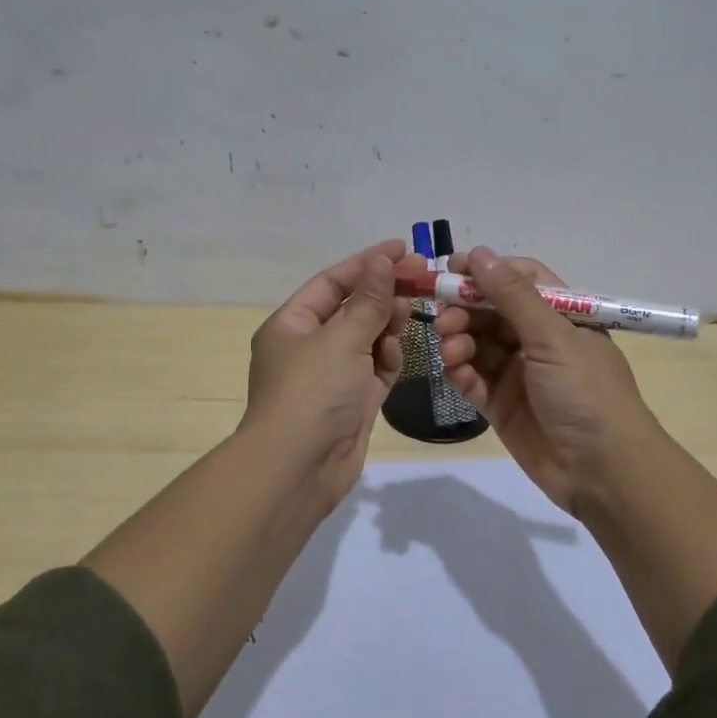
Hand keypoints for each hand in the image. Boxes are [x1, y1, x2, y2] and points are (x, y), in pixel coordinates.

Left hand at [241, 240, 412, 508]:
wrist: (299, 468)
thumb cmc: (313, 393)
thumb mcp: (341, 338)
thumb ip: (368, 301)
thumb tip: (382, 262)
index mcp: (292, 324)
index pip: (333, 282)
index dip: (367, 263)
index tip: (403, 249)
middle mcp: (309, 347)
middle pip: (353, 309)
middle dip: (384, 295)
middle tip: (424, 280)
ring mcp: (331, 376)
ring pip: (367, 339)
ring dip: (388, 327)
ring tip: (409, 316)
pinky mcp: (352, 402)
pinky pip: (375, 370)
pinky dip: (388, 360)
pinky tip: (400, 353)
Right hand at [434, 247, 658, 514]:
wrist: (603, 471)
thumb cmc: (586, 393)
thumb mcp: (553, 338)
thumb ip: (513, 296)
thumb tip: (479, 253)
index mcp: (561, 316)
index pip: (520, 280)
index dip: (487, 272)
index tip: (452, 268)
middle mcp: (539, 340)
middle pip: (492, 312)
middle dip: (465, 310)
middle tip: (443, 319)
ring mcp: (519, 374)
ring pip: (478, 345)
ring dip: (459, 341)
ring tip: (450, 351)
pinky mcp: (502, 406)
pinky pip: (474, 379)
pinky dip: (461, 373)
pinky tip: (454, 373)